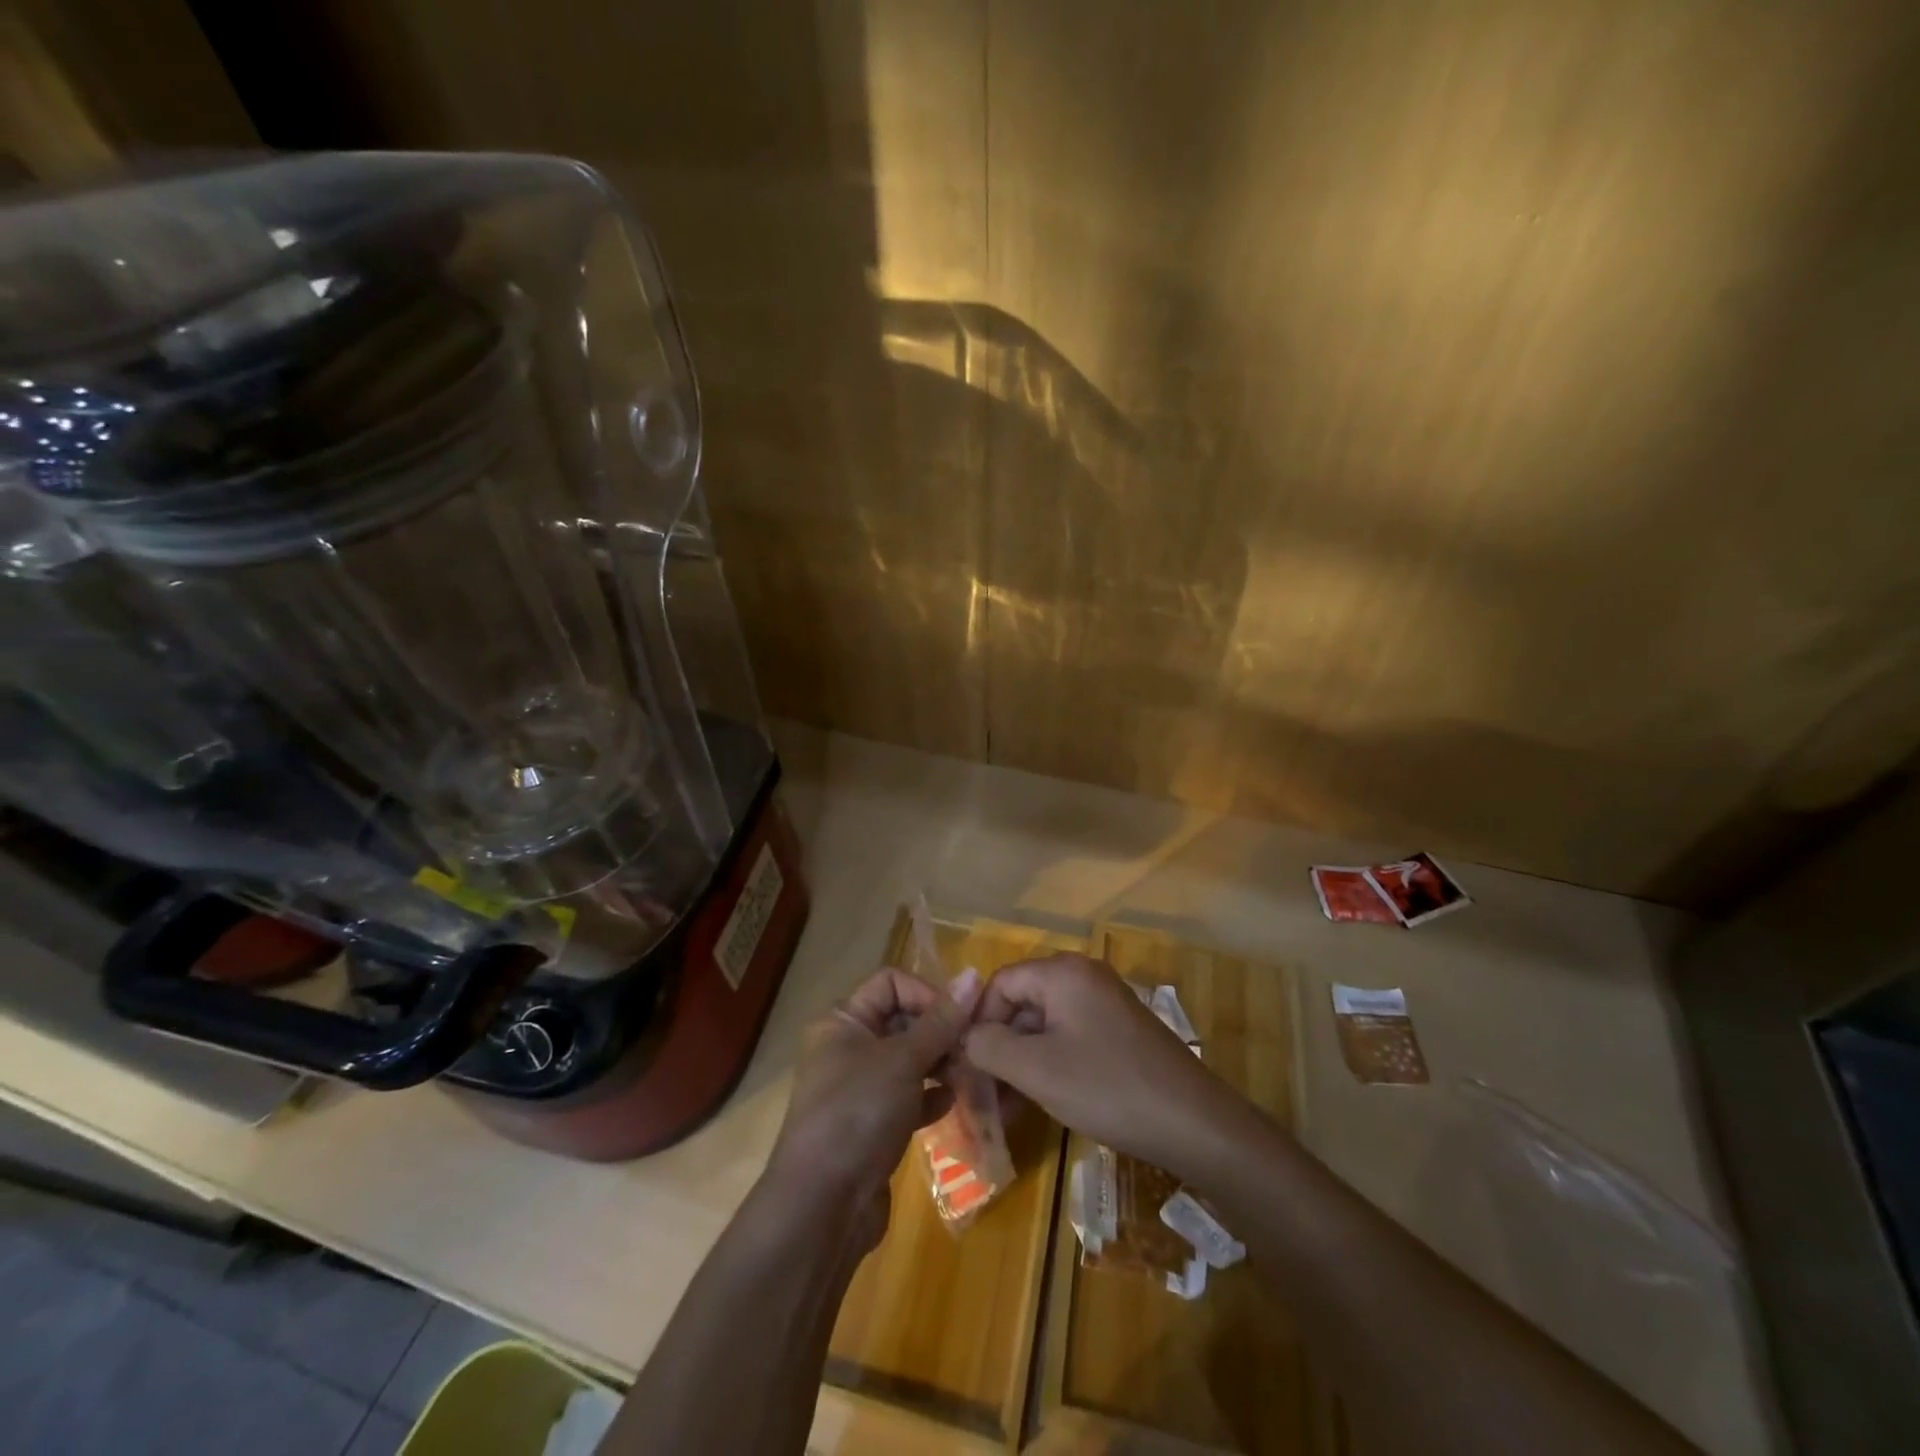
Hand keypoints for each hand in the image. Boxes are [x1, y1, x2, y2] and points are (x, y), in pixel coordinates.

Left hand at [766, 966, 980, 1246]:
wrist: (822, 1207)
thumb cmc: (858, 1113)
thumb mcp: (903, 1060)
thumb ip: (941, 1020)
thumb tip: (973, 974)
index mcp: (843, 1020)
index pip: (891, 983)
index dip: (927, 993)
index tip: (960, 1019)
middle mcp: (847, 1047)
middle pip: (902, 1020)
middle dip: (940, 1031)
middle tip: (974, 1048)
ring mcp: (858, 1088)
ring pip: (908, 1061)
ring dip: (940, 1064)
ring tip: (970, 1075)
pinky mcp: (871, 1125)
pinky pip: (908, 1097)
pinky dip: (930, 1096)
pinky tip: (953, 1104)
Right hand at [963, 953, 1235, 1176]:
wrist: (1193, 1122)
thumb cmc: (1107, 1087)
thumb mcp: (1036, 1069)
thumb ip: (989, 1046)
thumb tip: (964, 1037)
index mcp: (1062, 973)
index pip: (1000, 983)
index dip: (976, 1022)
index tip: (965, 1065)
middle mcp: (1082, 976)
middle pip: (1021, 1002)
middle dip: (997, 1046)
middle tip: (981, 1092)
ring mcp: (1103, 1003)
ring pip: (1043, 1025)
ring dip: (1020, 1061)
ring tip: (1005, 1108)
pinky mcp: (1117, 1030)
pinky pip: (1068, 1038)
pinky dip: (1047, 1065)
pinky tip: (1038, 1102)